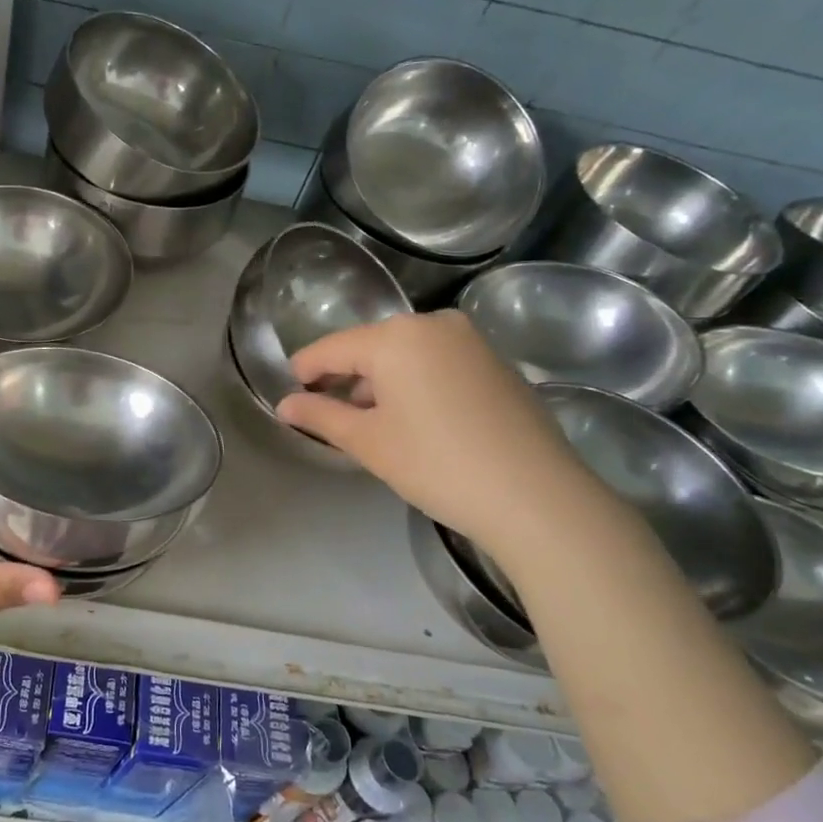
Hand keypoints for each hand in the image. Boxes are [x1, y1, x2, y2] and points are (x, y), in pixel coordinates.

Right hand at [275, 313, 591, 551]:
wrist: (537, 497)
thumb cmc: (437, 464)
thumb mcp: (368, 442)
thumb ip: (320, 417)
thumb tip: (285, 404)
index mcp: (396, 336)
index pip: (332, 348)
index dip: (306, 371)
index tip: (290, 395)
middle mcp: (433, 324)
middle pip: (371, 347)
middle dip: (347, 379)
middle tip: (330, 417)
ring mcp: (471, 340)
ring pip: (406, 355)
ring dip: (382, 383)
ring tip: (372, 425)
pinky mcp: (496, 363)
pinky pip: (438, 363)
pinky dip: (416, 384)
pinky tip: (417, 422)